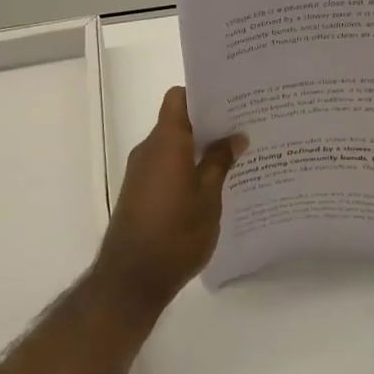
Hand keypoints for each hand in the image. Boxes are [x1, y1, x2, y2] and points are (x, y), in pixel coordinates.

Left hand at [94, 86, 246, 317]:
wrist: (131, 279)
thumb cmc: (175, 234)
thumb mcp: (208, 198)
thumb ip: (220, 163)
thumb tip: (235, 136)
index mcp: (166, 142)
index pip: (178, 99)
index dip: (201, 94)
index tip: (230, 100)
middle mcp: (149, 149)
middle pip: (177, 121)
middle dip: (208, 123)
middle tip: (242, 127)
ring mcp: (140, 171)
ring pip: (172, 146)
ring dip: (198, 148)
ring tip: (234, 156)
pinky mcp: (139, 191)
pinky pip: (165, 166)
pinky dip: (186, 167)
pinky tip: (212, 184)